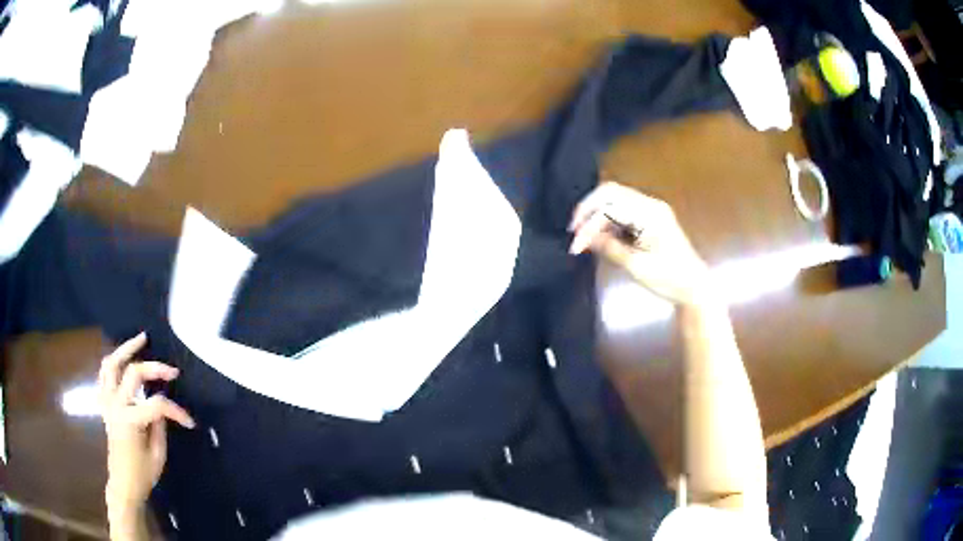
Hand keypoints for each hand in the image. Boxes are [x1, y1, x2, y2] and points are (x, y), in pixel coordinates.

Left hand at [99, 333, 194, 518]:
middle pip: (133, 373)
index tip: (189, 422)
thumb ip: (160, 426)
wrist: (123, 483)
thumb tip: (162, 408)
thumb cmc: (142, 473)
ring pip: (111, 364)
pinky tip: (121, 358)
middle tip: (171, 370)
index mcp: (131, 420)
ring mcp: (107, 402)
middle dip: (154, 368)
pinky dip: (112, 362)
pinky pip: (103, 375)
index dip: (176, 411)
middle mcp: (116, 404)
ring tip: (140, 340)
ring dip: (125, 349)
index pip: (157, 405)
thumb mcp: (158, 454)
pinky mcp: (104, 404)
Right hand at [569, 181, 709, 305]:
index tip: (575, 246)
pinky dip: (607, 220)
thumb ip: (609, 248)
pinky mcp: (649, 217)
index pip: (610, 207)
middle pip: (610, 192)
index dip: (589, 224)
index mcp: (650, 215)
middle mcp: (650, 205)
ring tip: (585, 238)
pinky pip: (622, 209)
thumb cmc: (669, 279)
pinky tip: (600, 237)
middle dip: (588, 209)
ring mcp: (650, 209)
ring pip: (614, 199)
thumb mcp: (636, 267)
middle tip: (574, 231)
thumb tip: (584, 239)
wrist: (693, 286)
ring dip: (596, 214)